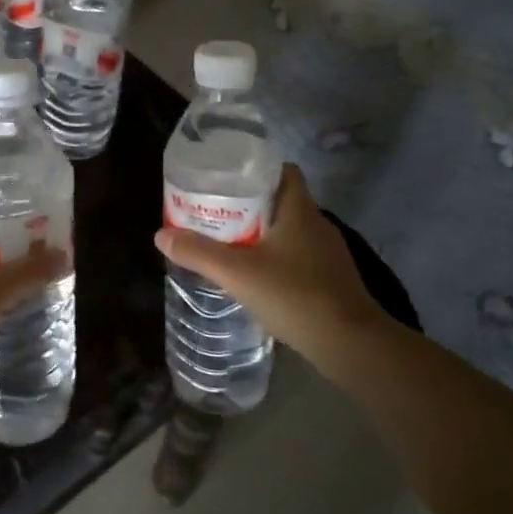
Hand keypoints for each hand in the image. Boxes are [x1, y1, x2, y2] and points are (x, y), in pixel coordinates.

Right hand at [155, 164, 384, 377]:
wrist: (351, 345)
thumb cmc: (295, 295)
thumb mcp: (237, 273)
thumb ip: (198, 253)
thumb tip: (161, 235)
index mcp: (299, 210)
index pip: (283, 171)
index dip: (256, 168)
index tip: (227, 177)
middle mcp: (317, 224)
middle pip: (282, 200)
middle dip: (250, 202)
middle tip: (216, 210)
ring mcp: (328, 253)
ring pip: (290, 230)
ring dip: (262, 231)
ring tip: (230, 240)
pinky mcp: (331, 279)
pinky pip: (299, 255)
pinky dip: (277, 257)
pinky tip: (257, 274)